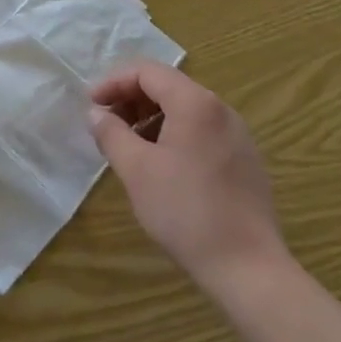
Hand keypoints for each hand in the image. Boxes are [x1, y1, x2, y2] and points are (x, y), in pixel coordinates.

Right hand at [88, 61, 288, 295]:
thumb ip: (111, 133)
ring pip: (184, 109)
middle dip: (131, 99)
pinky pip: (201, 130)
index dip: (113, 82)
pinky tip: (160, 165)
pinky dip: (173, 134)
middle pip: (167, 86)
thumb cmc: (186, 212)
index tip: (91, 105)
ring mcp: (237, 134)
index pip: (146, 72)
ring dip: (150, 118)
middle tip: (106, 124)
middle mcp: (220, 109)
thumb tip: (95, 113)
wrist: (249, 270)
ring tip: (129, 146)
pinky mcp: (244, 159)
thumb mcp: (137, 170)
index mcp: (195, 102)